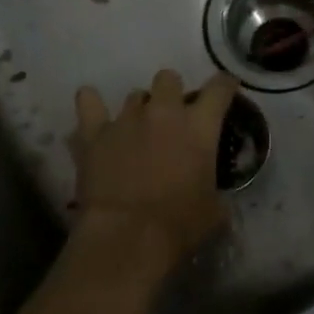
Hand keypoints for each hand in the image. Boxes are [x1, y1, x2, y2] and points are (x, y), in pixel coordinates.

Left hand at [70, 70, 237, 284]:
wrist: (128, 235)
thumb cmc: (179, 225)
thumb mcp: (215, 211)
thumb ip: (216, 191)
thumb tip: (214, 195)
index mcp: (199, 126)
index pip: (219, 88)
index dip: (225, 85)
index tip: (226, 88)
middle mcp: (164, 112)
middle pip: (168, 78)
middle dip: (172, 92)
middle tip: (172, 118)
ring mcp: (126, 119)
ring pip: (134, 95)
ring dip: (139, 109)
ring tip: (136, 131)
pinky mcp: (94, 133)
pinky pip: (88, 102)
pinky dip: (91, 103)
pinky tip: (93, 111)